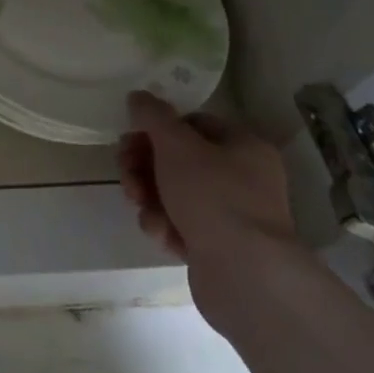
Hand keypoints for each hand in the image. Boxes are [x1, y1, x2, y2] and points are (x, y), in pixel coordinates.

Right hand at [119, 93, 302, 314]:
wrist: (246, 275)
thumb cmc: (212, 196)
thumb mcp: (175, 145)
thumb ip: (153, 116)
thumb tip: (139, 97)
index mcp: (243, 147)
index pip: (193, 123)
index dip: (158, 129)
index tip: (131, 140)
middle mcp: (244, 178)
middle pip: (179, 160)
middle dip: (144, 168)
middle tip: (127, 178)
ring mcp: (233, 215)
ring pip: (174, 194)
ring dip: (150, 198)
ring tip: (143, 210)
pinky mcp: (220, 247)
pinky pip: (182, 225)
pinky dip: (165, 226)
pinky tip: (161, 235)